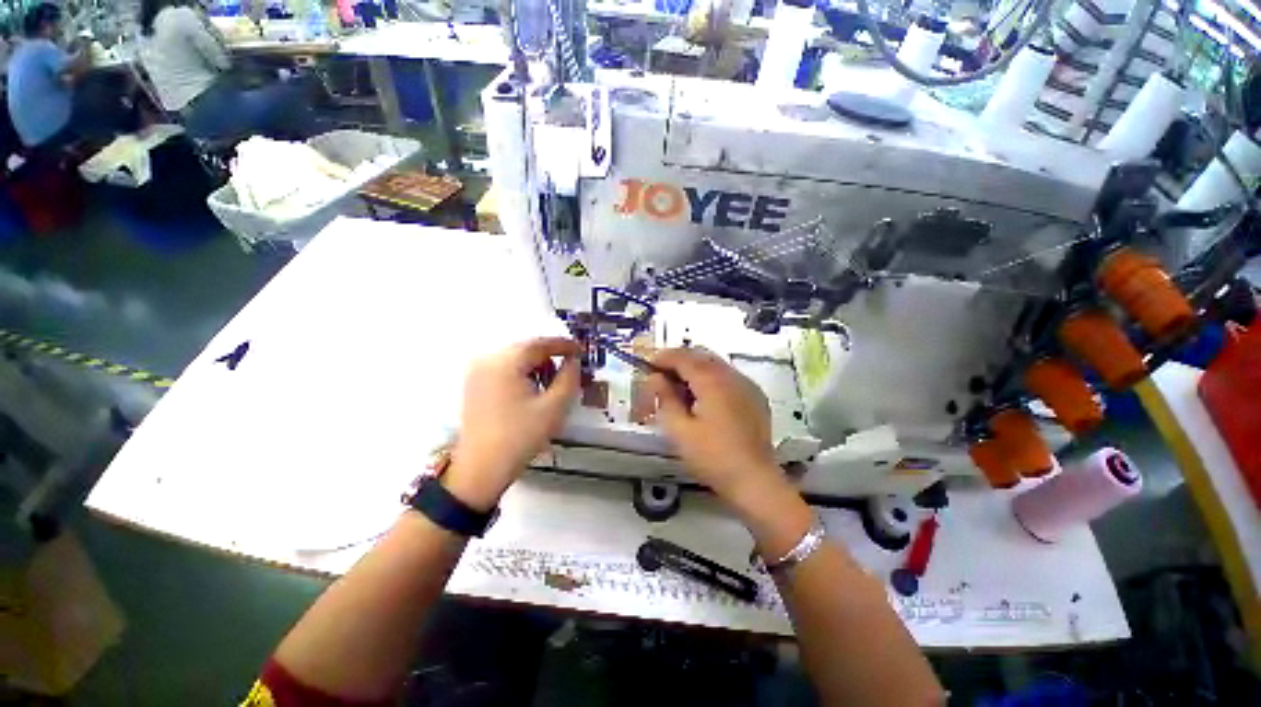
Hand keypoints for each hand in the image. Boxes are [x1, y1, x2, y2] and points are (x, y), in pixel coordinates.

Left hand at [444, 338, 580, 510]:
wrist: (481, 469)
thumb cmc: (520, 436)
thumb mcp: (554, 407)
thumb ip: (569, 377)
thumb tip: (574, 361)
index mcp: (505, 362)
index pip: (540, 343)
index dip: (564, 345)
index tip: (581, 350)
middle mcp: (487, 360)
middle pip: (526, 349)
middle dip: (550, 357)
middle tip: (568, 370)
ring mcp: (477, 372)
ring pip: (515, 358)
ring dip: (536, 366)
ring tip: (550, 385)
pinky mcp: (473, 384)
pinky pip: (504, 368)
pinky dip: (521, 373)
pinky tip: (531, 391)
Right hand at [649, 347, 814, 557]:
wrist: (754, 480)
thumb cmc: (712, 456)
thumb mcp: (679, 429)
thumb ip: (665, 398)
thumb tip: (655, 378)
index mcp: (712, 381)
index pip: (684, 357)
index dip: (663, 357)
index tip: (648, 365)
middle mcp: (731, 376)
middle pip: (701, 355)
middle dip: (679, 361)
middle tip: (661, 376)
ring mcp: (747, 385)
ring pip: (715, 364)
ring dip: (695, 368)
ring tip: (679, 388)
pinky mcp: (755, 396)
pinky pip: (728, 376)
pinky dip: (711, 378)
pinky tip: (703, 398)